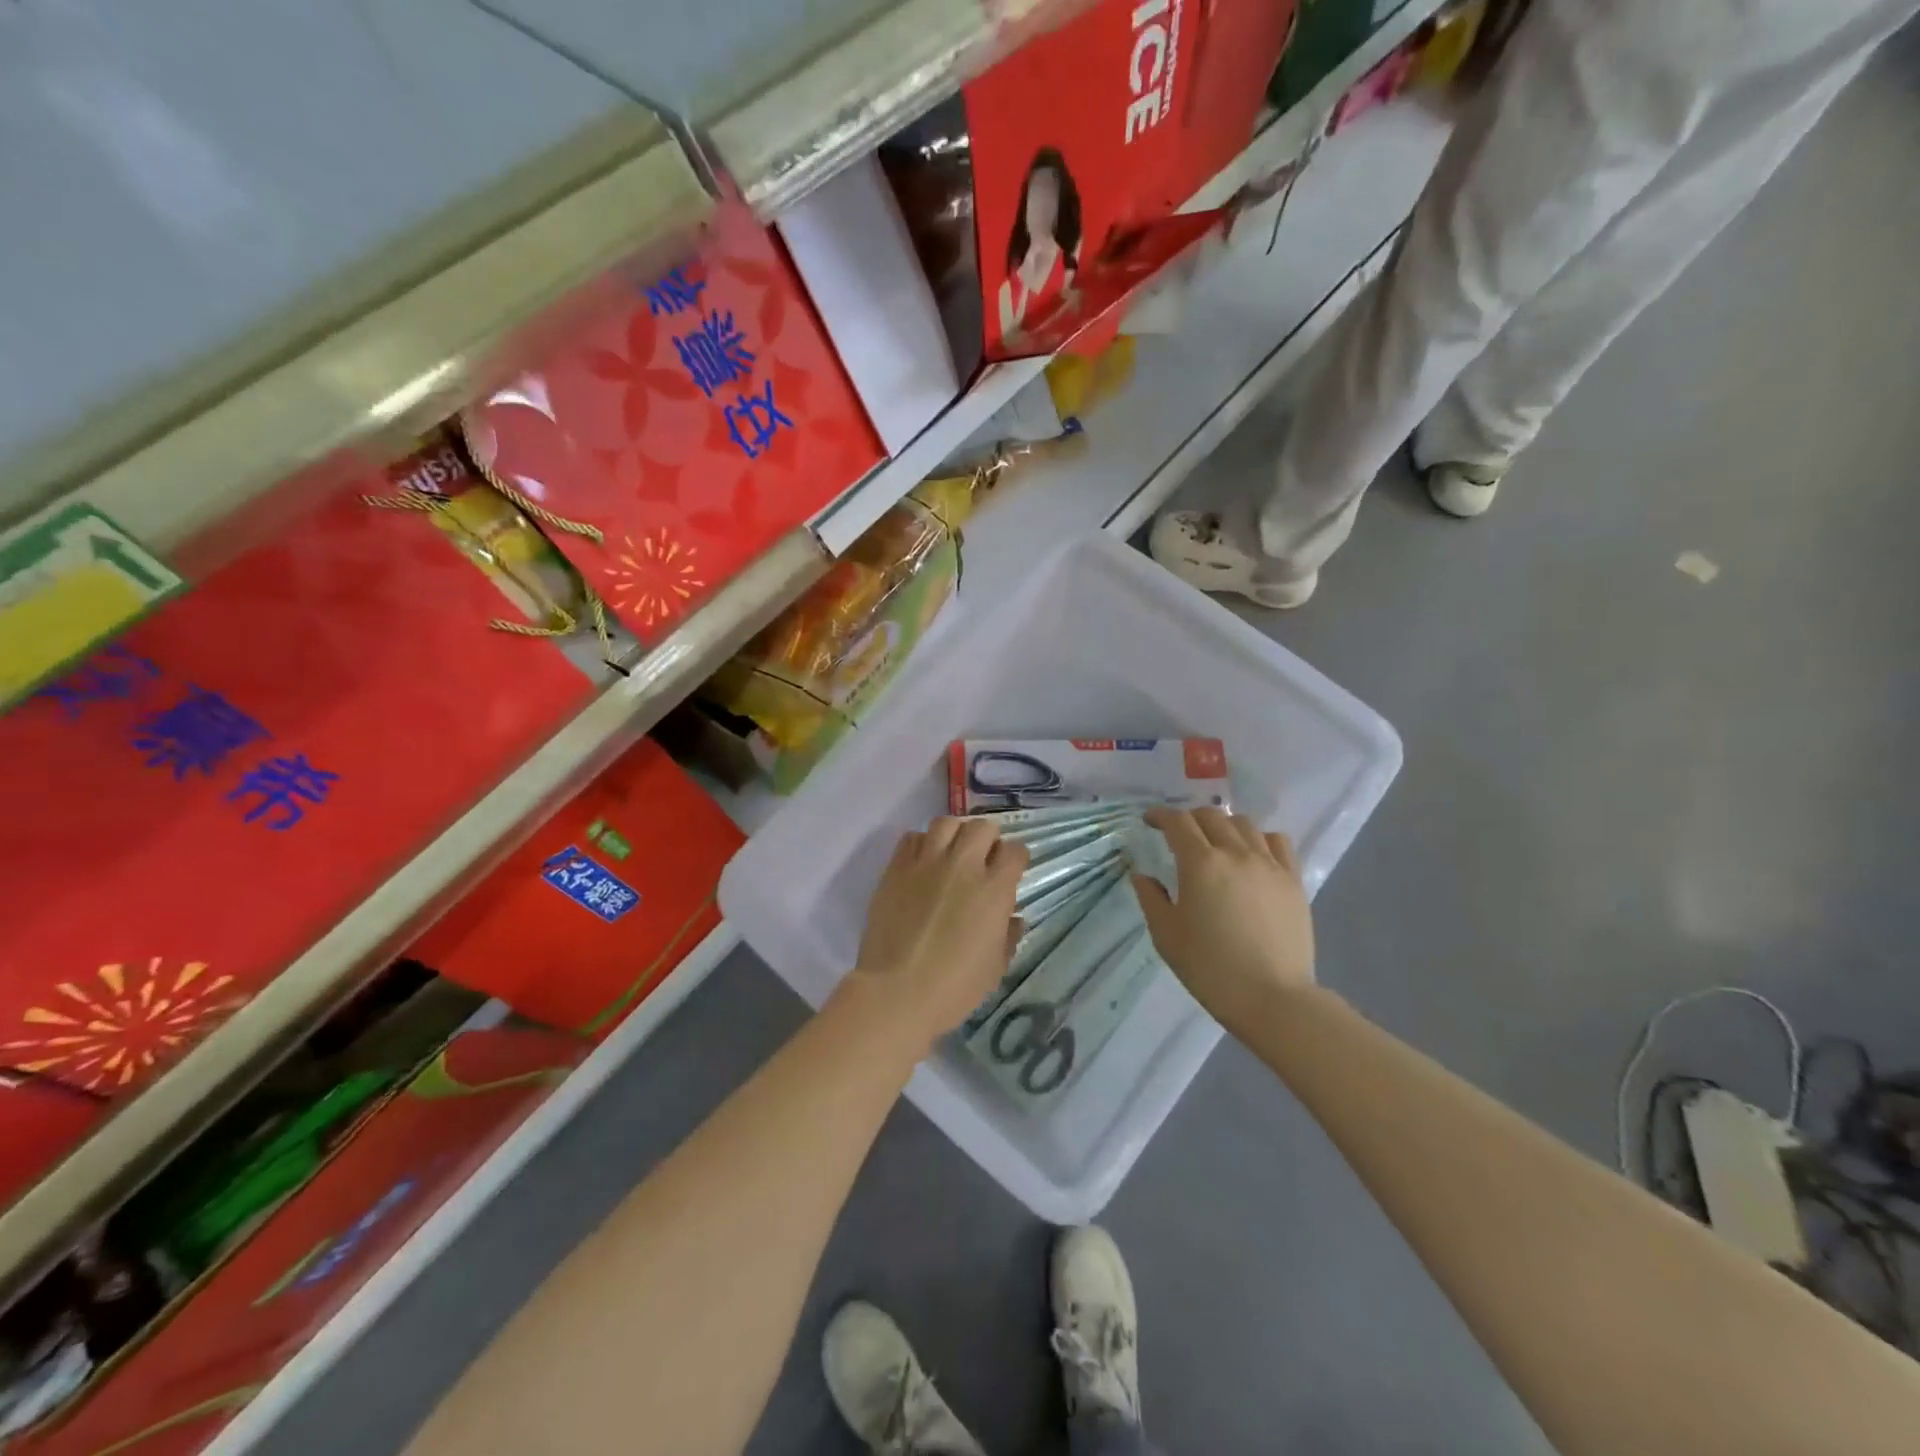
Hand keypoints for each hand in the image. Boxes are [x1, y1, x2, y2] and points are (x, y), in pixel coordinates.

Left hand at [841, 818, 1028, 1048]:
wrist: (897, 992)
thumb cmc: (954, 987)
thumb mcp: (995, 967)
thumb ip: (1007, 935)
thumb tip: (1012, 917)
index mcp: (993, 889)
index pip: (1015, 851)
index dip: (1016, 859)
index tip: (1011, 870)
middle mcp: (962, 866)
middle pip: (982, 826)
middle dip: (988, 839)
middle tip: (983, 859)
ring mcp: (926, 863)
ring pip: (945, 823)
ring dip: (954, 835)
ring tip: (952, 854)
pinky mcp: (896, 868)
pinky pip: (911, 838)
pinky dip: (922, 845)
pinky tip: (923, 864)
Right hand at [1132, 807, 1315, 1033]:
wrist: (1273, 998)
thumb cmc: (1210, 969)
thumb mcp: (1167, 936)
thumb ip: (1151, 898)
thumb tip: (1141, 875)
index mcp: (1200, 864)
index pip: (1177, 822)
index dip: (1160, 816)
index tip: (1149, 821)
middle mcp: (1235, 853)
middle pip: (1211, 816)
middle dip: (1189, 818)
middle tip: (1178, 834)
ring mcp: (1269, 864)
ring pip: (1244, 823)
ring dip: (1223, 825)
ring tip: (1215, 842)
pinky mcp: (1293, 879)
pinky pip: (1277, 841)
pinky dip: (1259, 838)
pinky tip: (1252, 853)